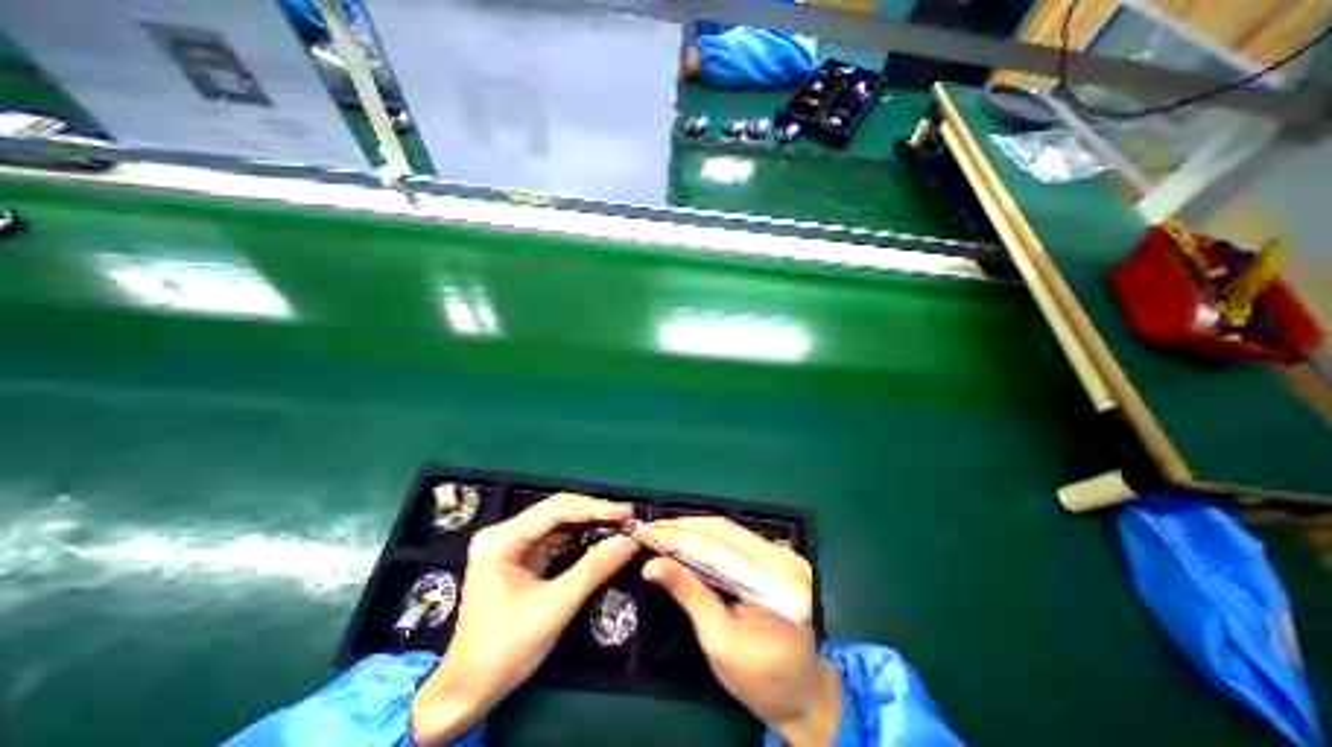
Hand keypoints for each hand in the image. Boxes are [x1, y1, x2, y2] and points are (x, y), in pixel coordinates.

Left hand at [409, 493, 635, 744]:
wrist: (468, 692)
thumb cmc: (506, 650)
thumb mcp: (555, 607)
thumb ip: (594, 569)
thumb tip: (630, 542)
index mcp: (501, 540)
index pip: (555, 511)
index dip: (594, 508)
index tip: (627, 512)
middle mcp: (503, 533)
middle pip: (556, 511)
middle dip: (593, 513)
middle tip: (627, 517)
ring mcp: (510, 544)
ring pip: (557, 522)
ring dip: (588, 523)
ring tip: (619, 525)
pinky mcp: (519, 556)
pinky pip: (555, 538)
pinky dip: (579, 538)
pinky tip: (599, 538)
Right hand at [637, 520, 841, 745]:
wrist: (801, 691)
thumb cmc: (759, 679)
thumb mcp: (719, 639)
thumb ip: (689, 594)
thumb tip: (652, 565)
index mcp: (775, 586)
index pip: (717, 551)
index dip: (677, 538)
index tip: (646, 532)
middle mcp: (784, 560)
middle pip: (724, 532)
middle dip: (683, 528)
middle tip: (649, 528)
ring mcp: (783, 555)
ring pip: (729, 530)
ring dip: (693, 528)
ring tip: (662, 530)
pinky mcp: (777, 555)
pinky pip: (737, 538)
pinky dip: (708, 536)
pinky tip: (687, 537)